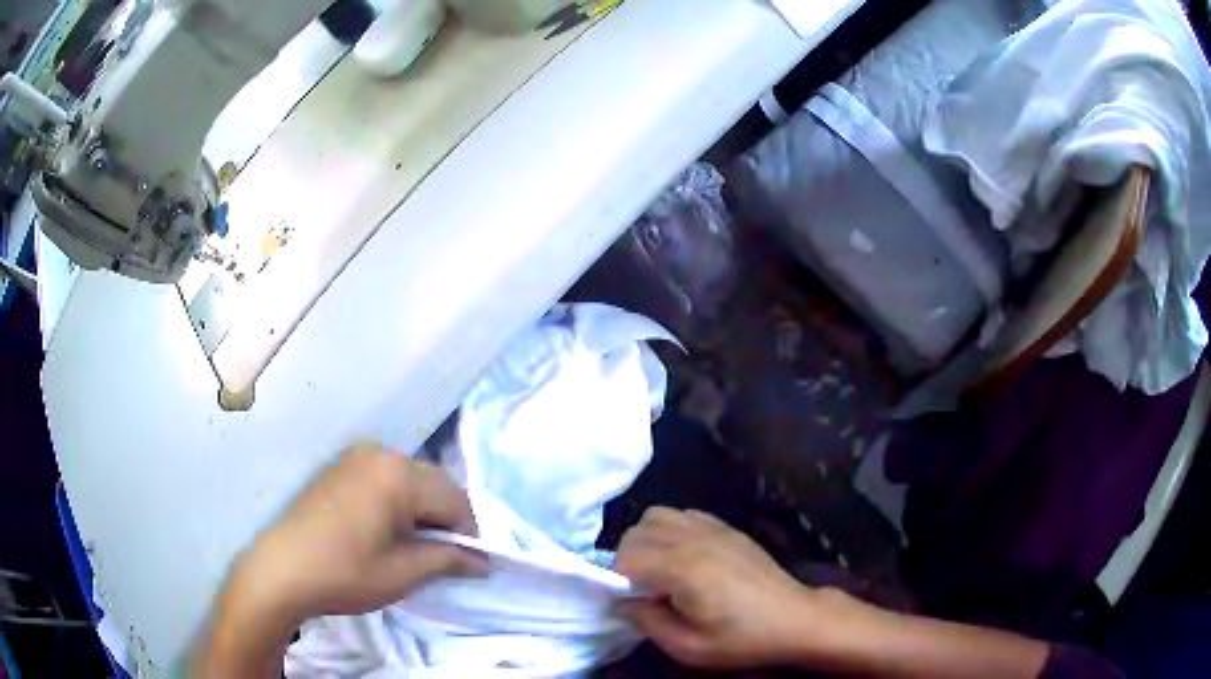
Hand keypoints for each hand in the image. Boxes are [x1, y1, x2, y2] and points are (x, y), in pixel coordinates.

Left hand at [230, 443, 484, 620]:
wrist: (280, 569)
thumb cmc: (345, 574)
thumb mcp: (403, 573)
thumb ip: (448, 559)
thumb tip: (483, 562)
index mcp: (398, 475)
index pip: (455, 498)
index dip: (469, 532)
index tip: (469, 563)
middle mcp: (380, 454)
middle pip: (434, 482)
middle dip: (447, 518)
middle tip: (445, 556)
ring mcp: (356, 456)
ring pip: (411, 478)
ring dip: (423, 508)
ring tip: (416, 545)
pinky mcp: (340, 466)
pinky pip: (386, 476)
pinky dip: (399, 500)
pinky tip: (388, 529)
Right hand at [615, 508, 830, 669]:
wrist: (793, 618)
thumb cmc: (741, 638)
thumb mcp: (688, 647)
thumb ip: (647, 621)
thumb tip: (622, 601)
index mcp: (683, 567)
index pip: (625, 556)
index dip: (619, 580)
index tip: (636, 601)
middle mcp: (694, 538)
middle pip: (637, 531)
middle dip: (629, 559)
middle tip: (646, 589)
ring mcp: (713, 528)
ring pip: (657, 515)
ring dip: (648, 540)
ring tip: (662, 569)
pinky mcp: (727, 527)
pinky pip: (684, 514)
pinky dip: (672, 530)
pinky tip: (686, 557)